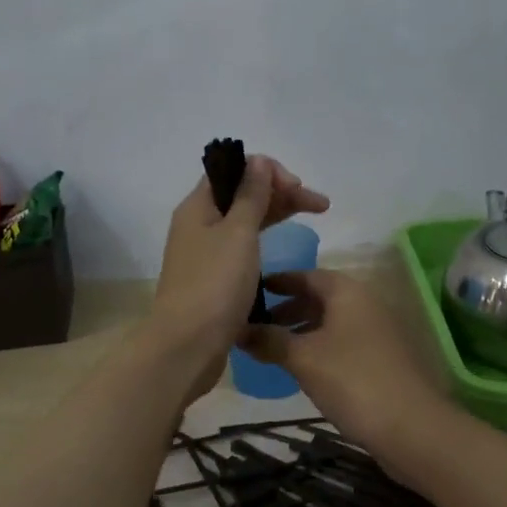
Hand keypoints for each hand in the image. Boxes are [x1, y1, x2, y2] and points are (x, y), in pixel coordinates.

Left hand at [147, 157, 328, 385]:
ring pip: (244, 222)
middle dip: (280, 193)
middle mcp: (198, 225)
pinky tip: (282, 247)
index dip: (268, 172)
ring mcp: (205, 254)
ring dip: (276, 215)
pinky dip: (264, 241)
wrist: (188, 345)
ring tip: (313, 218)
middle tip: (319, 205)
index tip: (297, 187)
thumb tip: (257, 161)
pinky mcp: (214, 280)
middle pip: (241, 196)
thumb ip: (250, 195)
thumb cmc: (215, 285)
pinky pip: (242, 248)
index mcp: (198, 207)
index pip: (233, 171)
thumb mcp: (238, 233)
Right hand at [238, 270, 443, 457]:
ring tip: (273, 350)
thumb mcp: (303, 358)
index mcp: (347, 292)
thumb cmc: (352, 380)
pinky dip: (319, 348)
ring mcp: (377, 332)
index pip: (306, 275)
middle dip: (287, 309)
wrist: (412, 427)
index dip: (278, 282)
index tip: (249, 291)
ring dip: (302, 331)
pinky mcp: (382, 360)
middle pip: (320, 298)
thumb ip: (269, 340)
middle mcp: (365, 304)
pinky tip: (303, 369)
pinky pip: (343, 343)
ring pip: (331, 323)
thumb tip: (237, 329)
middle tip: (256, 325)